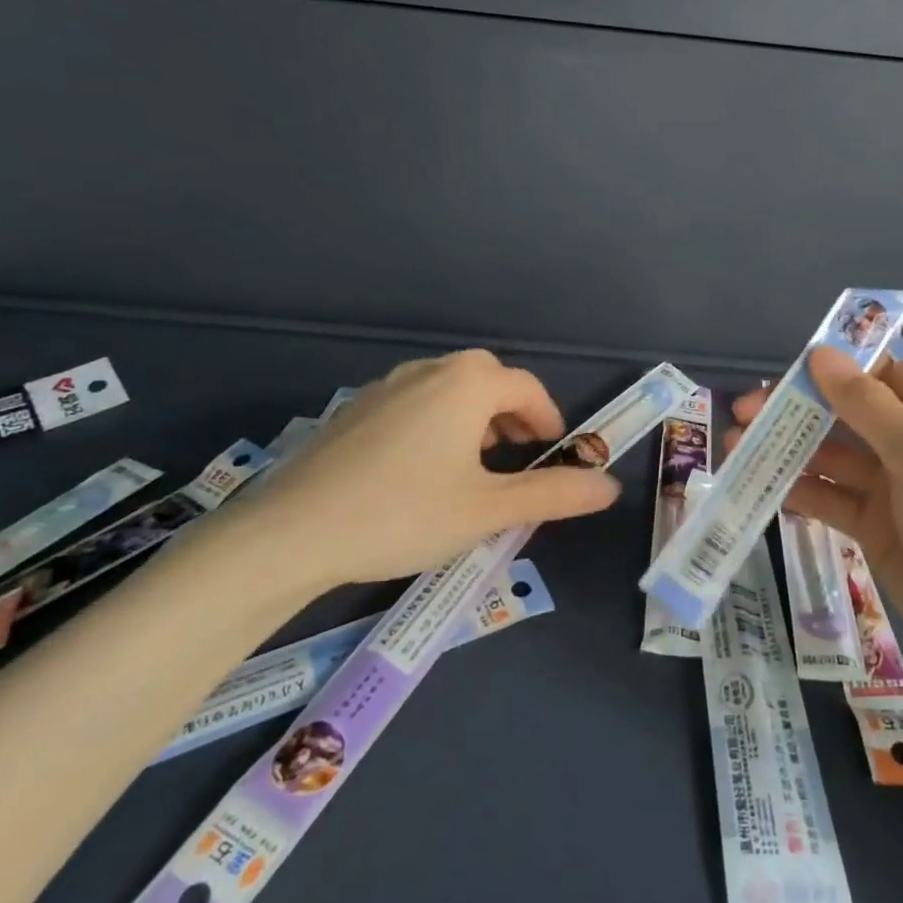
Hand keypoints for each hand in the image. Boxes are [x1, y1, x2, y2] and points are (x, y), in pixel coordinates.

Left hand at [231, 350, 621, 593]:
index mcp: (467, 384)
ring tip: (473, 464)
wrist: (292, 532)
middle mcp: (429, 371)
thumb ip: (554, 494)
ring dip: (474, 415)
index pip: (527, 388)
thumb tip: (610, 485)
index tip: (553, 454)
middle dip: (512, 413)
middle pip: (487, 378)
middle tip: (517, 455)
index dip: (549, 419)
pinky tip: (419, 468)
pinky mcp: (355, 408)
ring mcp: (385, 385)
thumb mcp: (488, 510)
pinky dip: (436, 420)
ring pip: (448, 387)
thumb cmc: (404, 514)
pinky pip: (413, 400)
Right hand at [730, 348, 902, 704]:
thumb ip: (867, 406)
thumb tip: (820, 354)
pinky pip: (831, 497)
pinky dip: (800, 490)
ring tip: (739, 447)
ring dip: (790, 448)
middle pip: (850, 412)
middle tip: (744, 412)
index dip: (837, 366)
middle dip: (800, 408)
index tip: (787, 371)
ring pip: (834, 455)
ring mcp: (896, 488)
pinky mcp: (876, 528)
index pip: (885, 372)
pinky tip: (762, 486)